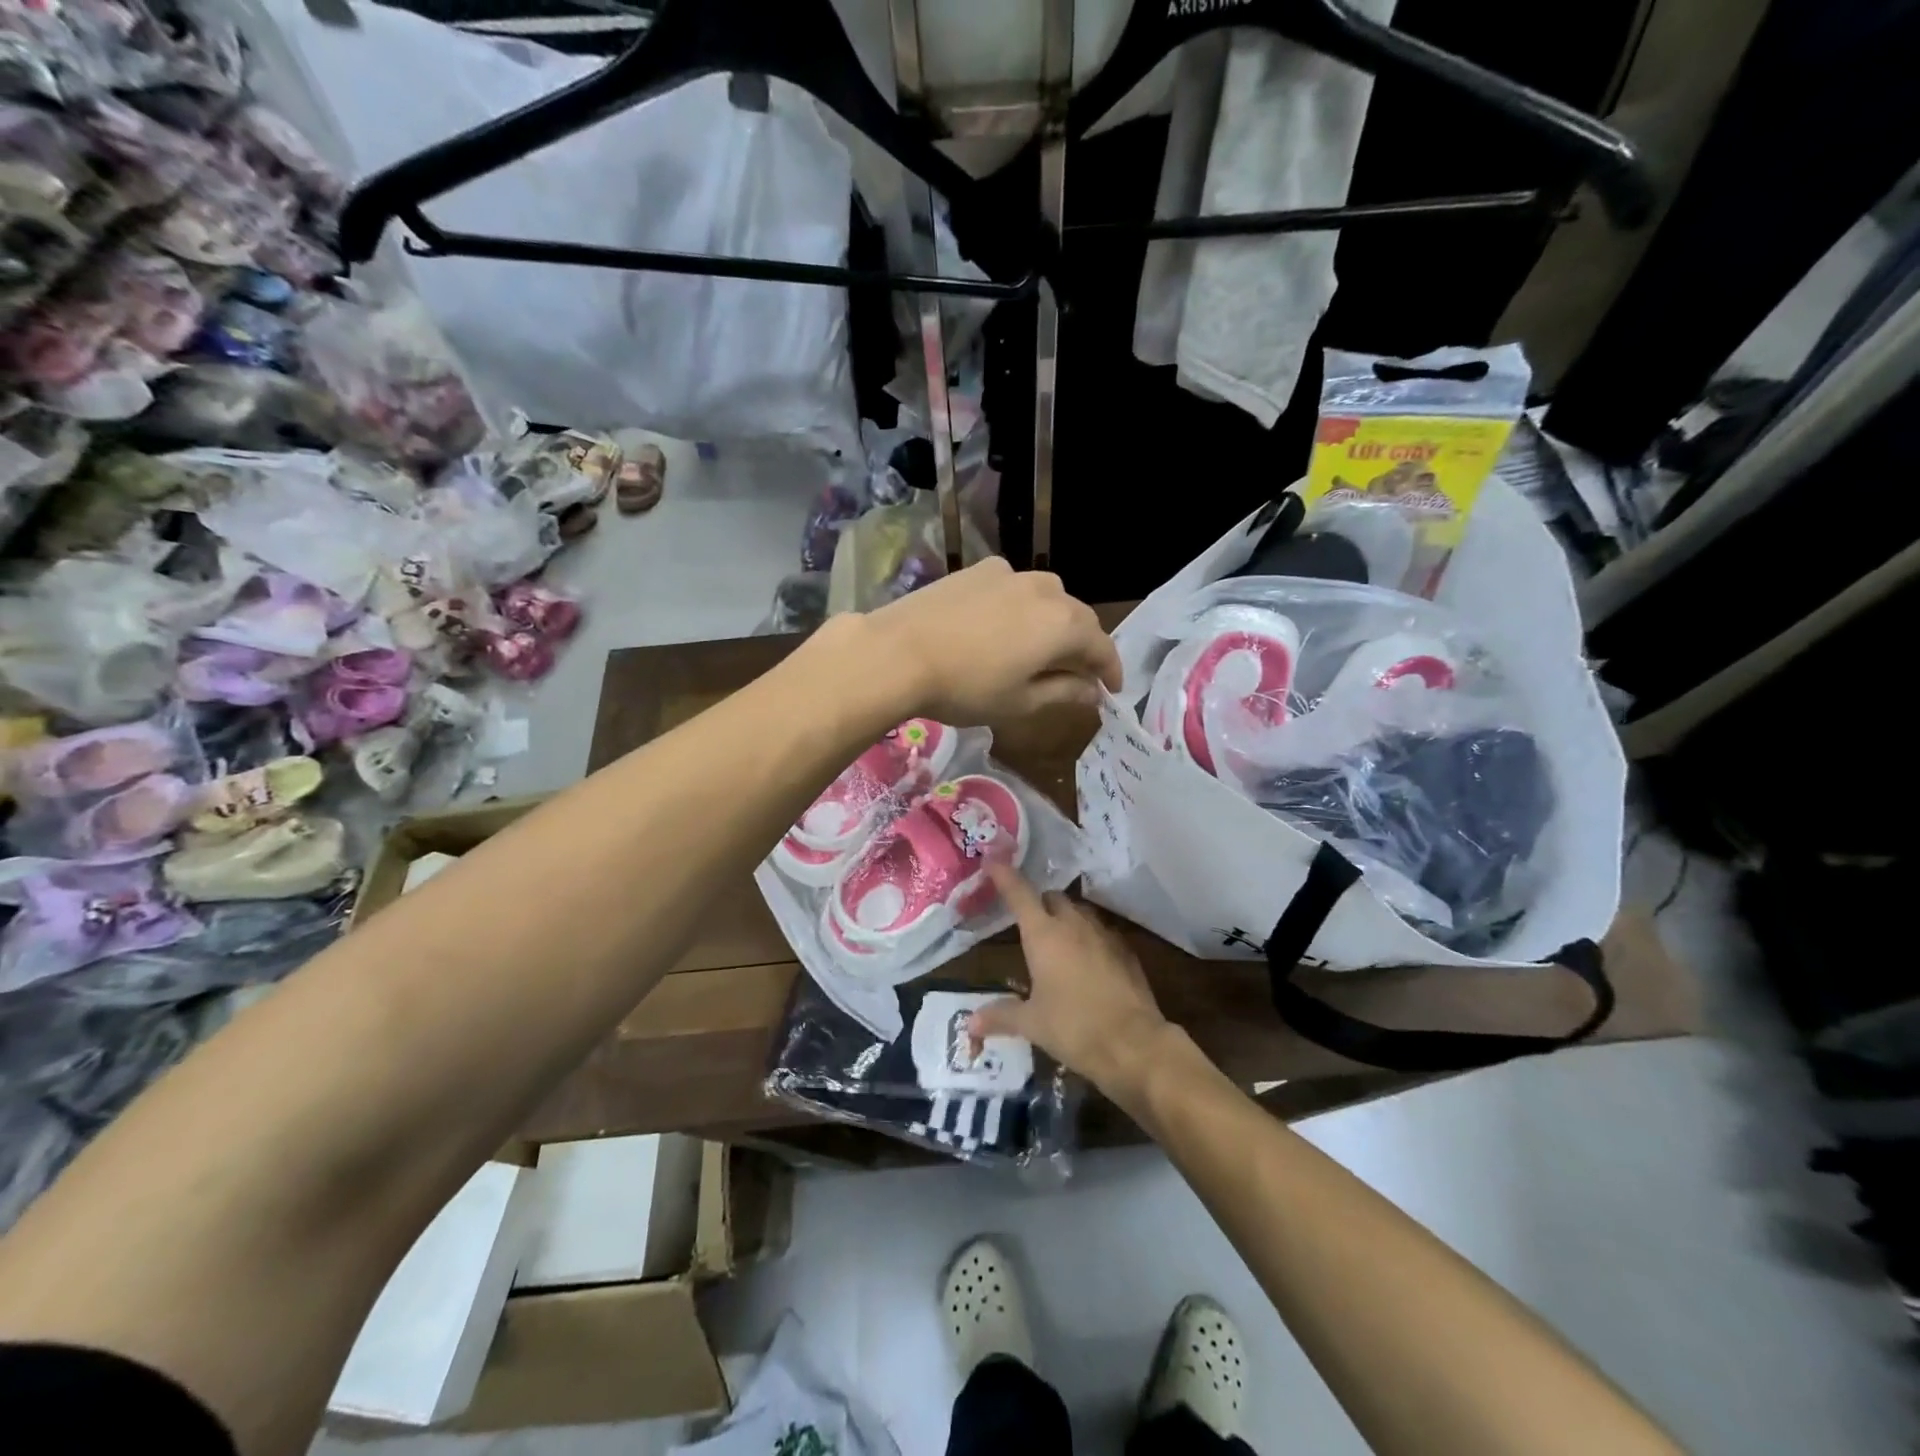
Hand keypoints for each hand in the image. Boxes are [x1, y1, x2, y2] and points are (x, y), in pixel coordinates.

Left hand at [862, 558, 1121, 724]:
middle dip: (1083, 646)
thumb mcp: (1020, 702)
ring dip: (1054, 622)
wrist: (898, 652)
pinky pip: (1014, 587)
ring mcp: (1010, 574)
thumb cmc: (966, 687)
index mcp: (1064, 625)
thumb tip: (1093, 692)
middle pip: (1077, 618)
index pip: (1101, 647)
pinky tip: (1004, 623)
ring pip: (1047, 597)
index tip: (1111, 690)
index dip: (1110, 670)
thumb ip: (1064, 693)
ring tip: (1042, 647)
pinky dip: (1022, 606)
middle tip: (1079, 673)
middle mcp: (1045, 590)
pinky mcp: (978, 570)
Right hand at [970, 862, 1172, 1102]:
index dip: (1004, 875)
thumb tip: (970, 1023)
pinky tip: (1087, 963)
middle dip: (1039, 902)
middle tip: (1027, 920)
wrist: (1134, 1044)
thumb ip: (1001, 1016)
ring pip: (1080, 913)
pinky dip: (1089, 940)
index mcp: (1044, 934)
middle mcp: (1074, 925)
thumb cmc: (1074, 1027)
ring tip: (1056, 941)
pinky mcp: (1126, 952)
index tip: (992, 860)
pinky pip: (1102, 934)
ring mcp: (1104, 935)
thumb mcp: (1032, 1023)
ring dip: (1065, 919)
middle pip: (1052, 898)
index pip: (1019, 893)